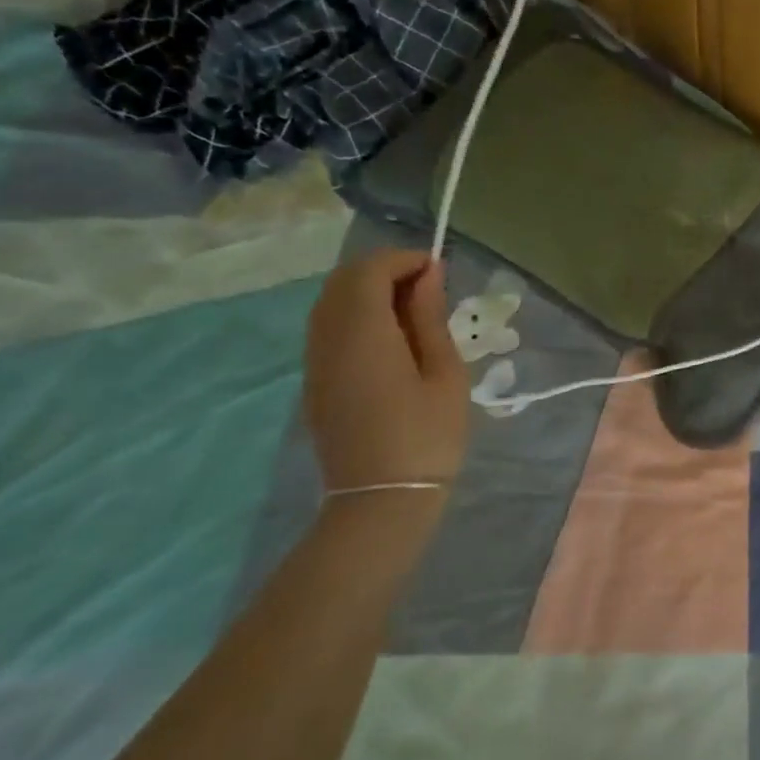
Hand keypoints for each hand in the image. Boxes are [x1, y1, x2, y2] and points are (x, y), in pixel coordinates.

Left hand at [304, 249, 469, 492]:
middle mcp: (328, 339)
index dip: (403, 259)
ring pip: (330, 302)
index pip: (370, 271)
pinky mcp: (315, 381)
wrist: (382, 500)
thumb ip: (430, 318)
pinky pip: (327, 327)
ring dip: (367, 291)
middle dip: (384, 270)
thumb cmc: (428, 436)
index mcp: (364, 334)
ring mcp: (315, 361)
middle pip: (343, 281)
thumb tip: (428, 275)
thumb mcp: (445, 374)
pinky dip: (355, 314)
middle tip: (428, 288)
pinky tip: (389, 337)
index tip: (439, 271)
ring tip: (412, 310)